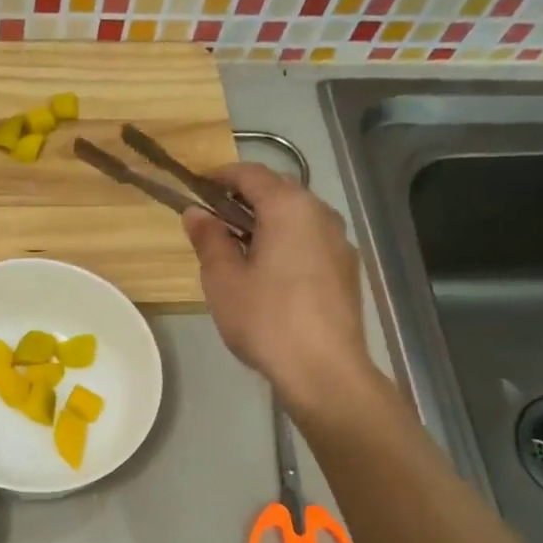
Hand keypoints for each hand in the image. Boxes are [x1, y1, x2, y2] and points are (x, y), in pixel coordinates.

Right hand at [184, 164, 377, 412]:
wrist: (323, 369)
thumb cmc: (265, 319)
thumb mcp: (223, 280)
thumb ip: (209, 239)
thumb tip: (195, 212)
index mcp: (289, 208)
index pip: (252, 174)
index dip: (222, 175)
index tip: (198, 186)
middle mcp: (321, 214)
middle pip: (279, 191)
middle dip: (245, 199)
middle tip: (214, 221)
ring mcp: (339, 242)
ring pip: (298, 217)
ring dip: (267, 222)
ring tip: (239, 250)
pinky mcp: (346, 269)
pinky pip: (311, 241)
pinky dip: (287, 243)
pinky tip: (270, 274)